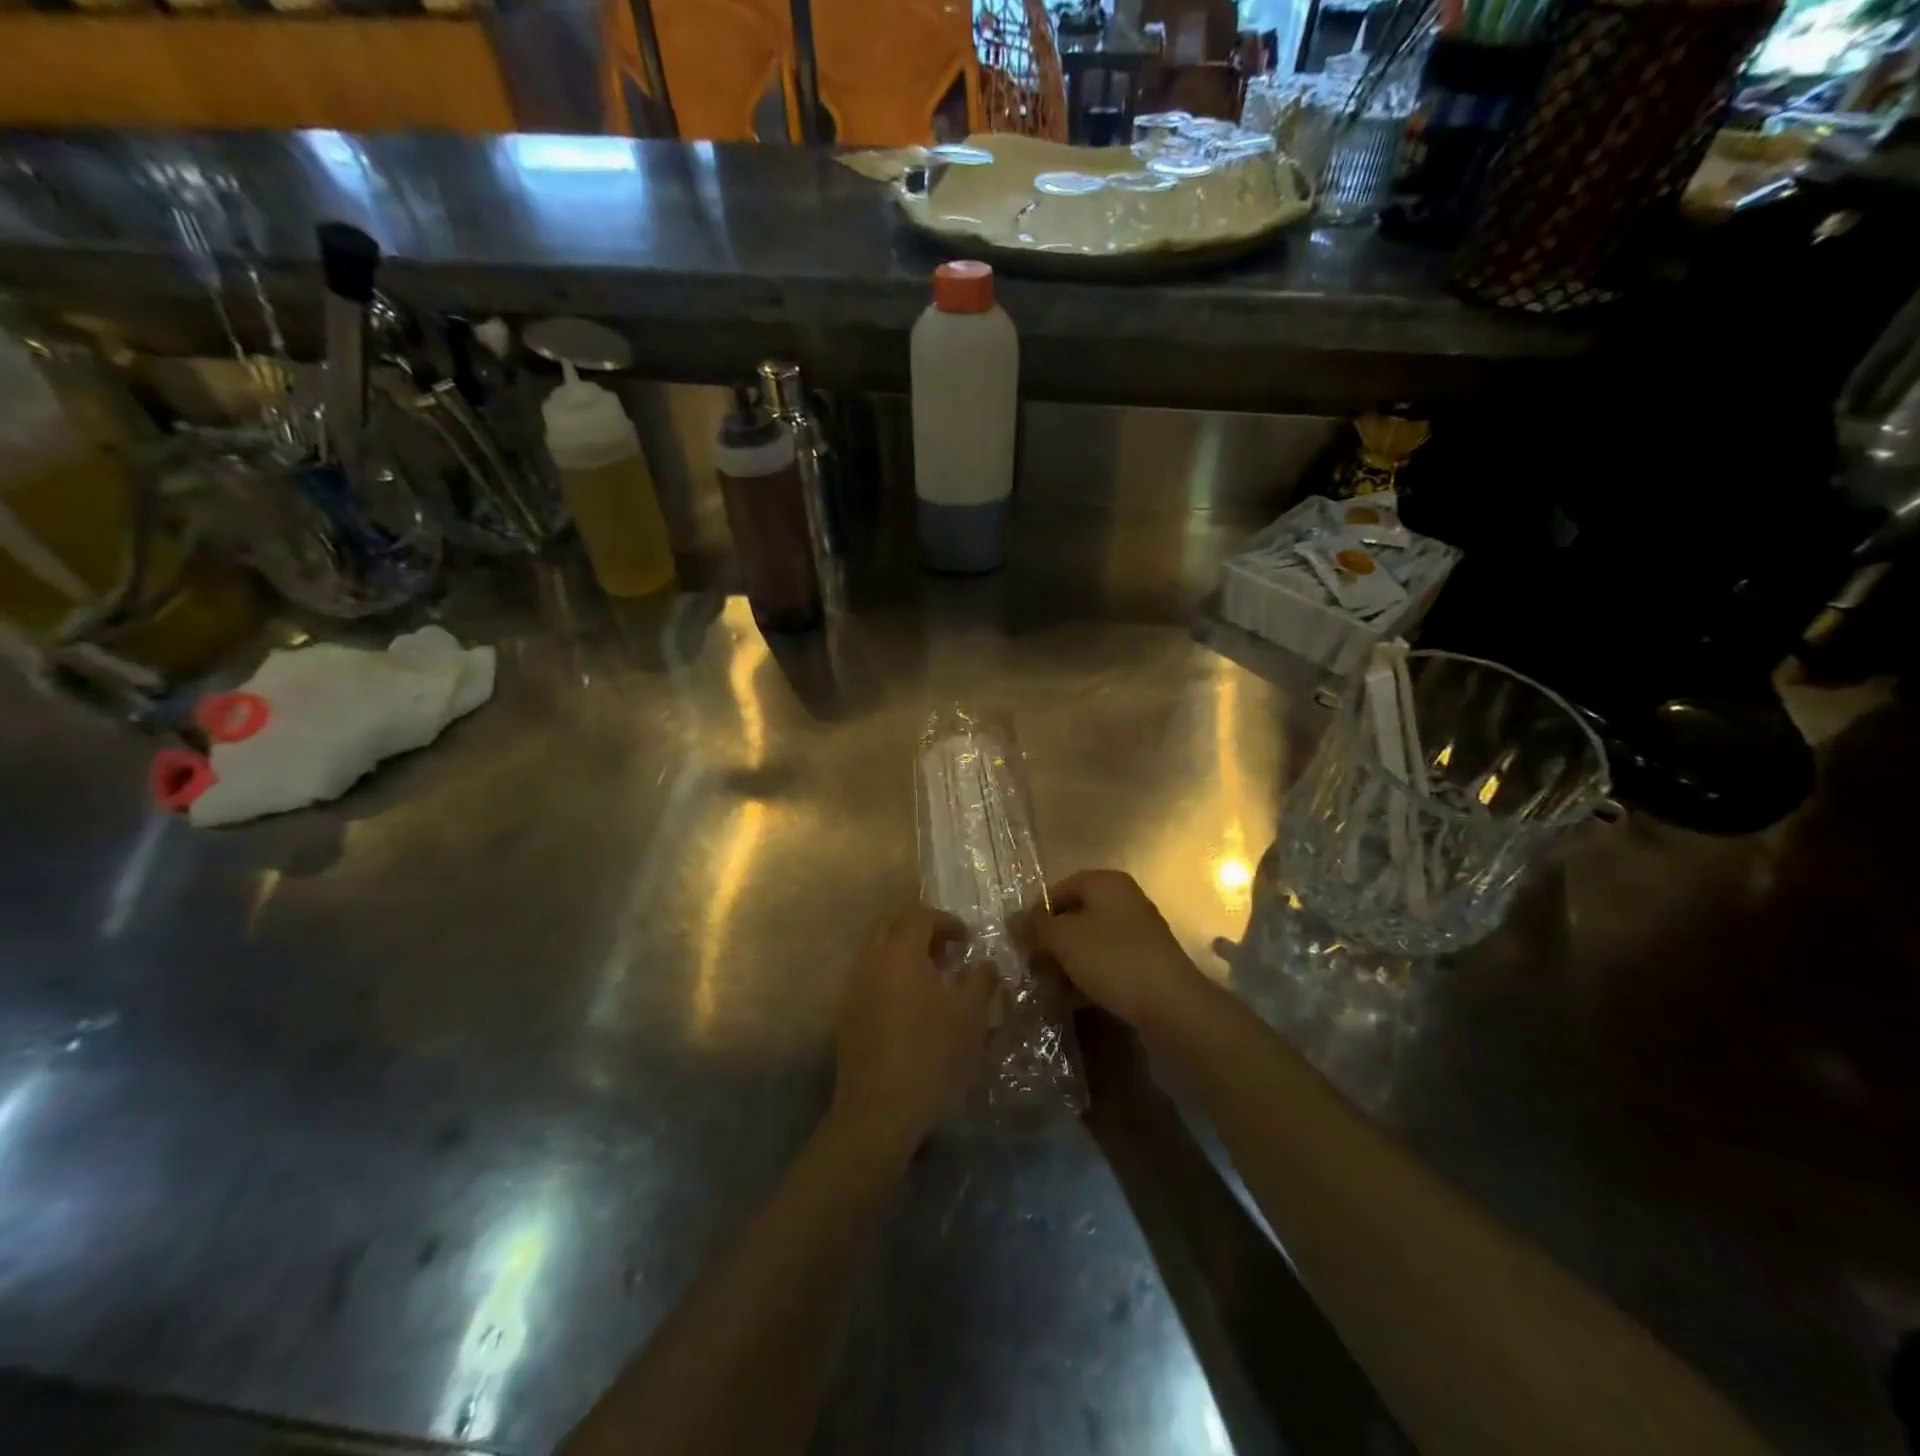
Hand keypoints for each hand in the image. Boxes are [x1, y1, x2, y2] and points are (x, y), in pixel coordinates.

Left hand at [830, 906, 997, 1159]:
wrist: (879, 1110)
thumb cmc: (931, 1055)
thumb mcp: (970, 1016)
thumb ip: (981, 980)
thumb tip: (987, 963)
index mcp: (901, 952)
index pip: (922, 917)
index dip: (947, 922)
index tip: (968, 940)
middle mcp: (871, 960)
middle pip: (893, 926)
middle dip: (921, 931)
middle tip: (947, 951)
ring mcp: (853, 986)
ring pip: (877, 952)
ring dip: (903, 954)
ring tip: (931, 978)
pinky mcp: (844, 1013)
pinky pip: (868, 977)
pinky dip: (889, 976)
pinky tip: (908, 1005)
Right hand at [1029, 870, 1206, 1030]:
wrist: (1171, 1006)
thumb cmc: (1113, 959)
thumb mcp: (1064, 939)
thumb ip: (1035, 927)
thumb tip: (1011, 920)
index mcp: (1106, 884)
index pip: (1059, 889)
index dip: (1035, 913)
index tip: (1019, 941)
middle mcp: (1123, 902)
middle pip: (1073, 918)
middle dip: (1049, 943)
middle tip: (1029, 968)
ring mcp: (1135, 935)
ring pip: (1087, 945)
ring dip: (1063, 965)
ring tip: (1044, 989)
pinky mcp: (1142, 966)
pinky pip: (1104, 966)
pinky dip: (1084, 979)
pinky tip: (1067, 1001)